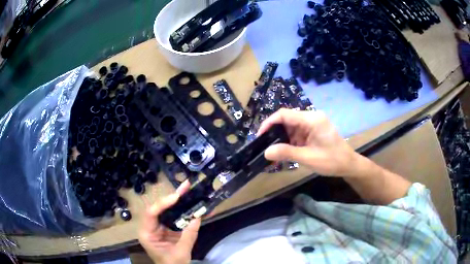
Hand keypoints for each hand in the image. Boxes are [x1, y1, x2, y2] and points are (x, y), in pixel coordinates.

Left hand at [138, 181, 200, 263]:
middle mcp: (150, 227)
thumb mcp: (181, 252)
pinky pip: (175, 216)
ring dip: (179, 200)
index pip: (151, 214)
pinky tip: (192, 203)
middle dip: (172, 197)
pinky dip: (184, 210)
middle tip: (185, 186)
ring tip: (189, 189)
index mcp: (147, 233)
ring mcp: (159, 227)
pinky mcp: (167, 228)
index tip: (176, 197)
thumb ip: (188, 236)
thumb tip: (197, 217)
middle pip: (159, 208)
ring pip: (167, 210)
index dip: (162, 203)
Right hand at [257, 109, 358, 176]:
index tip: (260, 136)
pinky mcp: (312, 131)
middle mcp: (311, 118)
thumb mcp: (308, 158)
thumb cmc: (332, 161)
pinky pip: (297, 133)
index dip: (269, 123)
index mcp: (311, 119)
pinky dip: (289, 142)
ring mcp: (312, 124)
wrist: (348, 164)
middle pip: (287, 120)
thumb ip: (287, 153)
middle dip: (274, 132)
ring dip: (281, 138)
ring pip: (290, 127)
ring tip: (273, 151)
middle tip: (264, 146)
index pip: (285, 114)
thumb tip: (266, 152)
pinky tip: (284, 152)